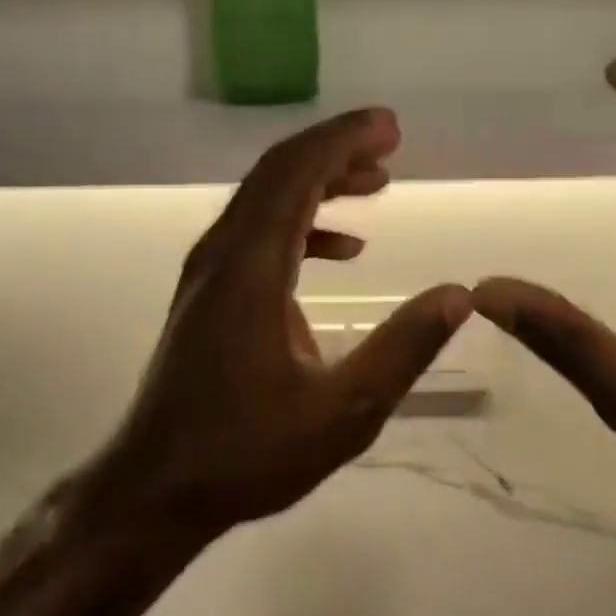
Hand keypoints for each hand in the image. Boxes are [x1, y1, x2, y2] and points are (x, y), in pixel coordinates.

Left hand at [77, 108, 470, 541]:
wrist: (157, 488)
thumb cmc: (247, 453)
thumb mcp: (344, 412)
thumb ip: (404, 349)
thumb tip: (458, 294)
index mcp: (251, 267)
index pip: (296, 173)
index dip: (344, 139)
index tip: (391, 127)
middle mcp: (223, 254)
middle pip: (278, 172)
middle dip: (335, 148)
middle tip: (390, 141)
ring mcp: (210, 272)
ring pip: (267, 199)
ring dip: (320, 182)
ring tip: (376, 182)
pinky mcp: (210, 293)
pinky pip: (259, 233)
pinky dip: (303, 223)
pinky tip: (345, 247)